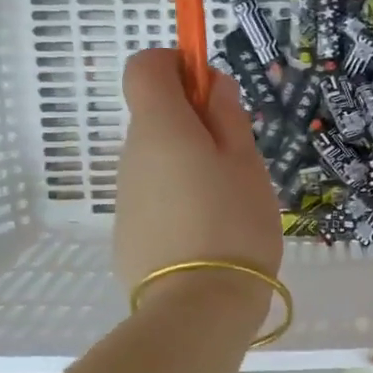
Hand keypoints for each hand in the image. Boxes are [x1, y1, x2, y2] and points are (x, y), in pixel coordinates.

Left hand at [114, 49, 283, 292]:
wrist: (198, 307)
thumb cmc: (233, 222)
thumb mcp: (246, 163)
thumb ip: (228, 117)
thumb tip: (213, 85)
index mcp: (159, 127)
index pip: (145, 66)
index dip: (176, 65)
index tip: (211, 93)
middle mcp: (131, 154)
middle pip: (155, 116)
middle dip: (195, 124)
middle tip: (238, 159)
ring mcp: (126, 196)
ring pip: (158, 160)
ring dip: (189, 165)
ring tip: (228, 204)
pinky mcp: (128, 233)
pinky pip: (155, 198)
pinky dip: (179, 200)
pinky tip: (207, 234)